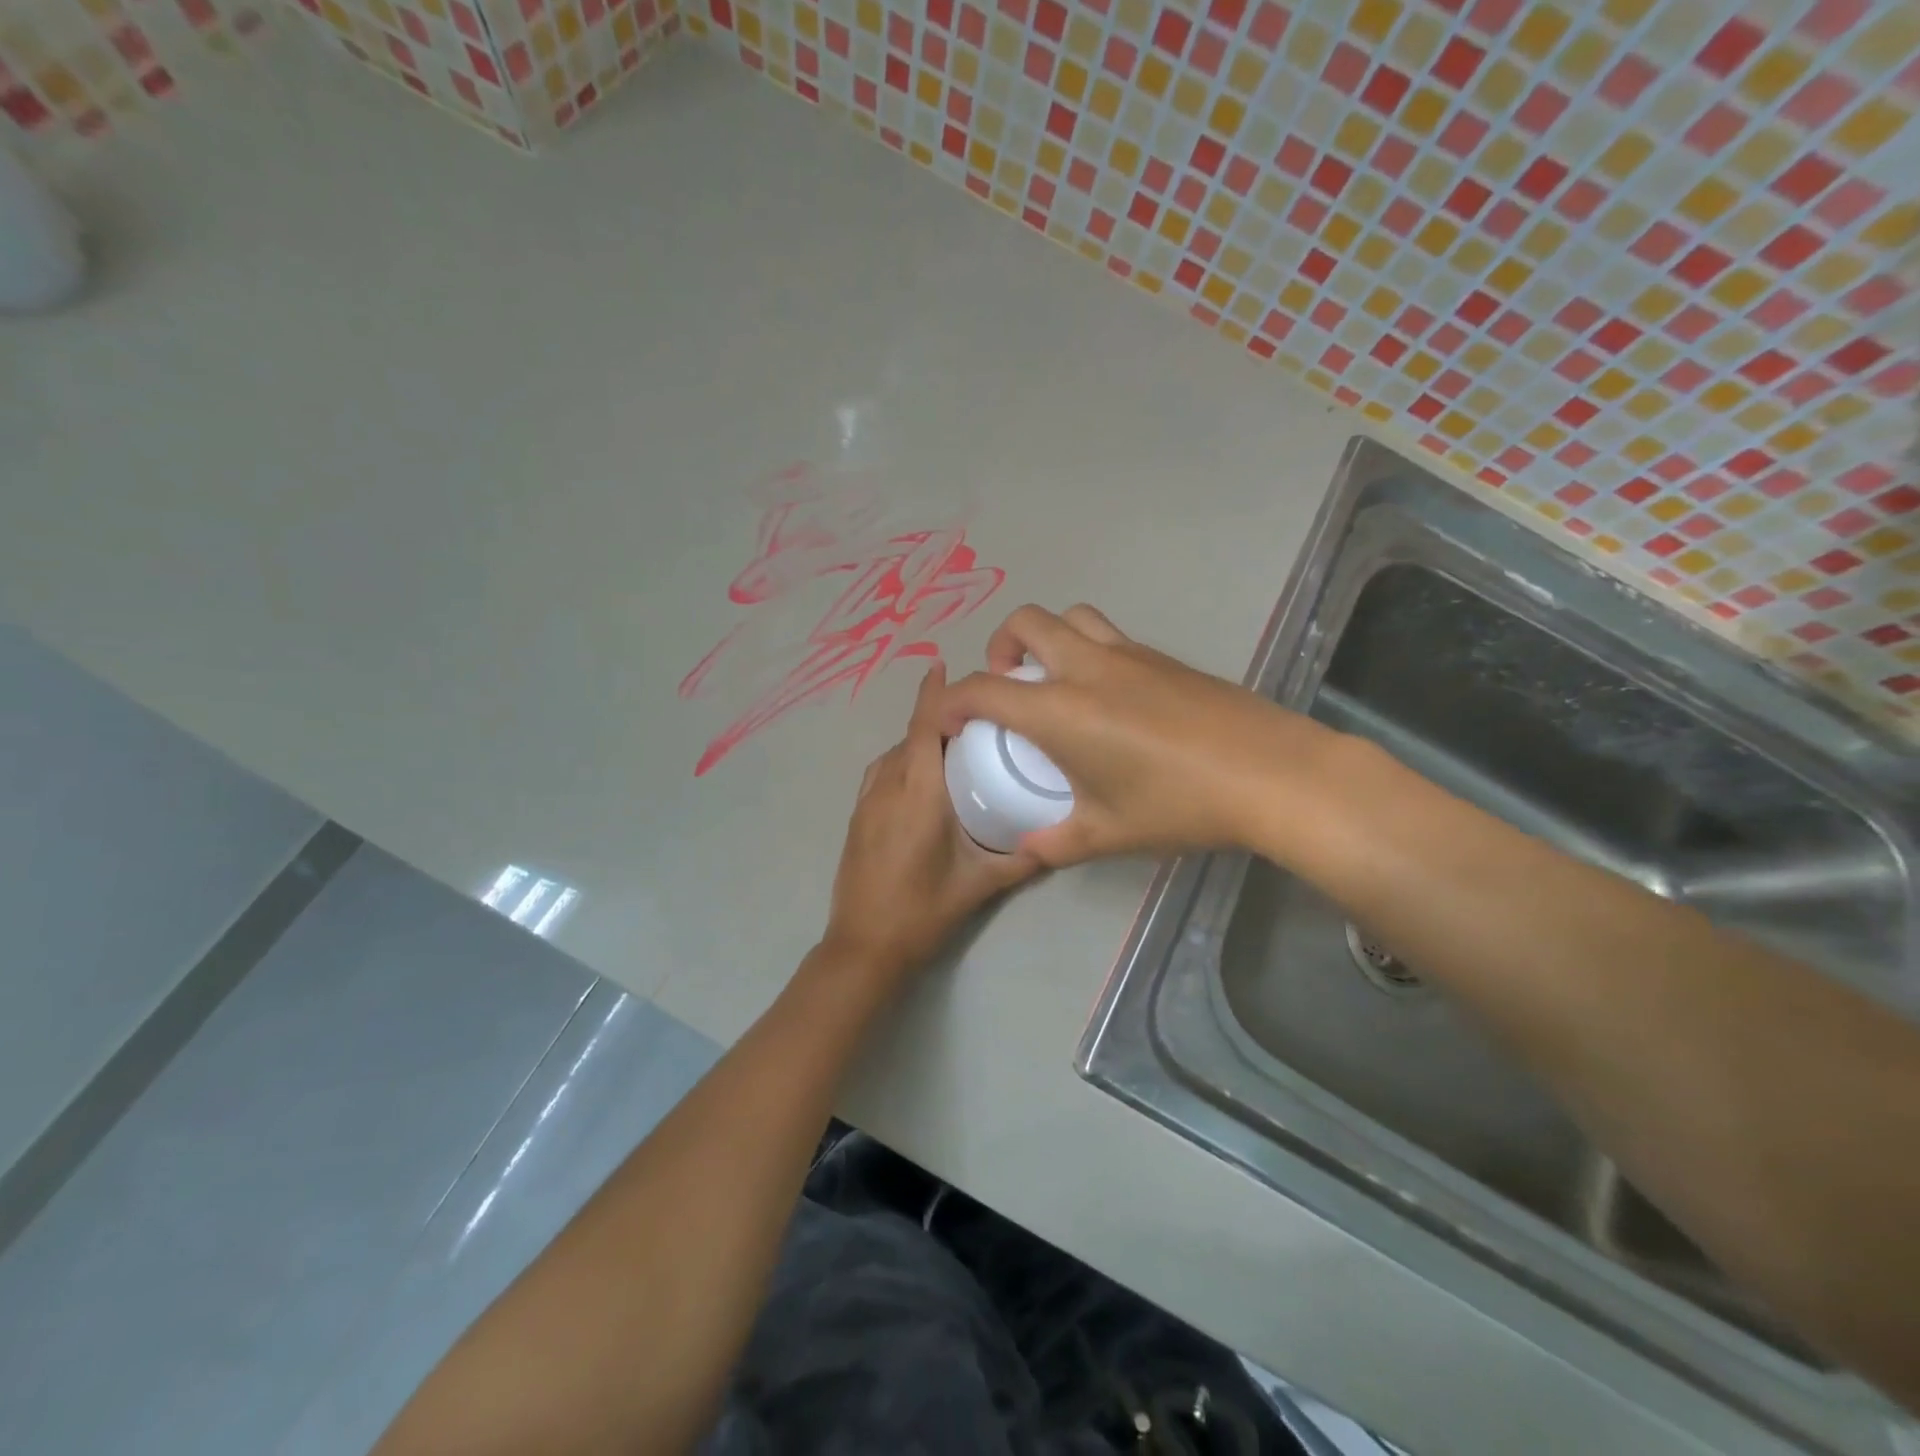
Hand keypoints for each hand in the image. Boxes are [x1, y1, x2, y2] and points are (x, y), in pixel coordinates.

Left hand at [821, 662, 1042, 982]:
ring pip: (891, 754)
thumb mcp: (980, 884)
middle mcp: (888, 786)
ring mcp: (866, 802)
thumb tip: (1056, 842)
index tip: (943, 665)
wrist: (864, 946)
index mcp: (919, 793)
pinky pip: (880, 773)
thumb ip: (1022, 859)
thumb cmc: (924, 910)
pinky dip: (899, 761)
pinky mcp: (857, 817)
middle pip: (909, 736)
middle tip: (971, 712)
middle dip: (933, 716)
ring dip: (915, 740)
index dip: (933, 694)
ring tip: (948, 742)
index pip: (923, 728)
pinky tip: (919, 778)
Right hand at [936, 604, 1341, 866]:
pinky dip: (1086, 648)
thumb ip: (1058, 842)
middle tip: (1007, 684)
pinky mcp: (1162, 657)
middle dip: (999, 646)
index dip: (952, 701)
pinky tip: (1107, 694)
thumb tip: (1030, 848)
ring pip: (1070, 616)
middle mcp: (1086, 668)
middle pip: (1025, 622)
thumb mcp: (1109, 833)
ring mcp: (1129, 654)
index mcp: (1060, 711)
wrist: (1270, 773)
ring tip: (1053, 678)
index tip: (948, 721)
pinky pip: (1108, 634)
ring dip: (1046, 636)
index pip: (984, 690)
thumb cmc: (1179, 804)